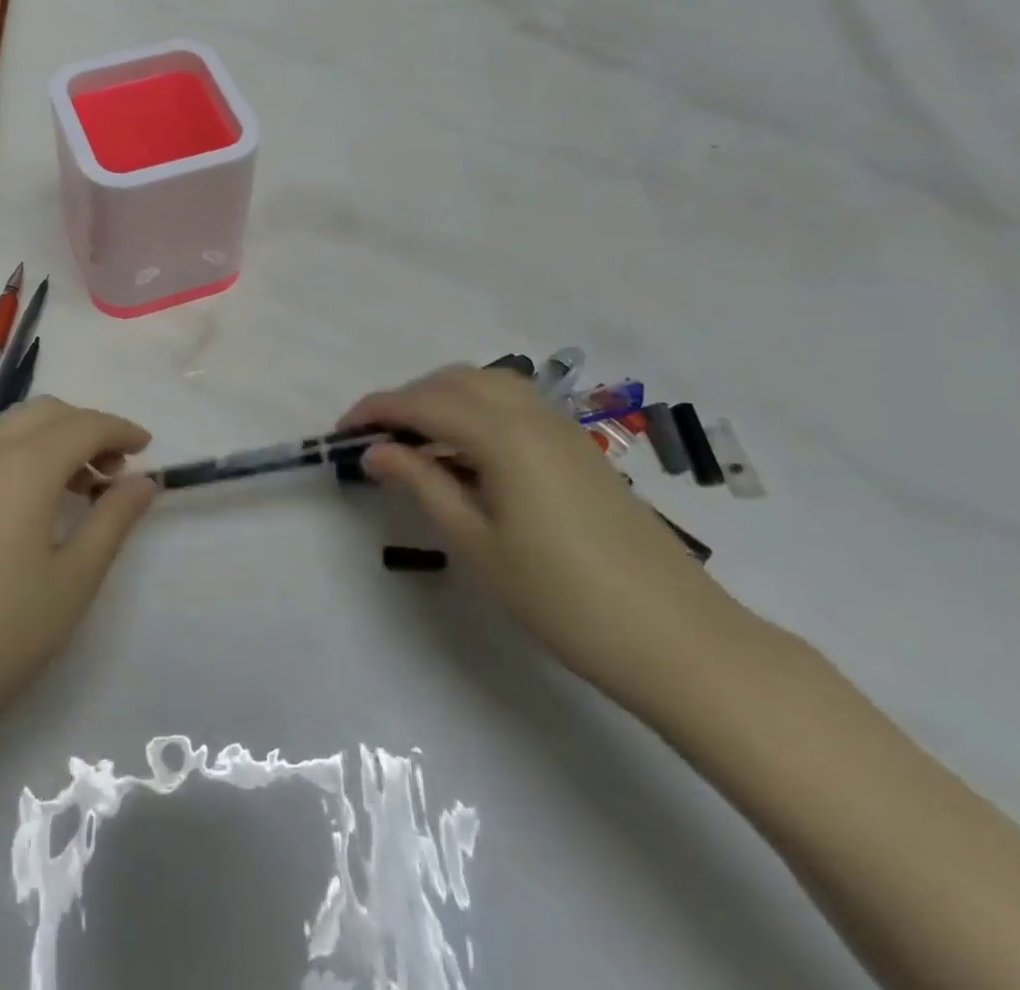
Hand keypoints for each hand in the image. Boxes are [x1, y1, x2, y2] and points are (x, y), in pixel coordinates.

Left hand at [0, 397, 157, 771]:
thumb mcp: (71, 584)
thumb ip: (112, 521)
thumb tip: (144, 481)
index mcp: (23, 466)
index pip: (84, 425)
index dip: (120, 430)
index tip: (146, 450)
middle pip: (44, 413)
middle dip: (85, 428)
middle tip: (111, 474)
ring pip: (7, 430)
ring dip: (48, 442)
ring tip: (72, 492)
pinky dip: (14, 459)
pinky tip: (19, 512)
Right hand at [342, 366, 752, 709]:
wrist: (678, 639)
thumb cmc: (564, 598)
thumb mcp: (476, 544)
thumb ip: (422, 484)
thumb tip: (375, 452)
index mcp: (503, 436)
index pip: (422, 403)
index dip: (376, 411)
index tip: (341, 432)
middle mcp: (532, 416)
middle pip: (454, 381)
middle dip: (407, 399)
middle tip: (376, 439)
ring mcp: (562, 430)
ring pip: (487, 386)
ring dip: (442, 400)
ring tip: (415, 443)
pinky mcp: (579, 449)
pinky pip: (513, 406)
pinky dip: (476, 412)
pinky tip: (466, 455)